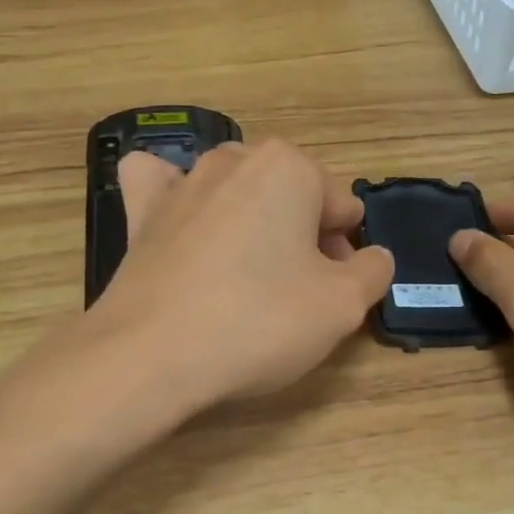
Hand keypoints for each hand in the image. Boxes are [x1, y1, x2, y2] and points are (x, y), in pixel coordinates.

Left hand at [89, 139, 393, 412]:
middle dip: (302, 238)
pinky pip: (164, 187)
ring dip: (251, 225)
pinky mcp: (139, 211)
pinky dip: (178, 200)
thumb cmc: (259, 322)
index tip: (332, 294)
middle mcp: (234, 159)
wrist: (151, 355)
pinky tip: (183, 226)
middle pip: (291, 198)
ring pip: (236, 194)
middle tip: (295, 296)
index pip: (343, 207)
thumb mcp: (343, 306)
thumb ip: (373, 272)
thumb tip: (373, 256)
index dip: (347, 253)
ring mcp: (181, 181)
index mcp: (290, 167)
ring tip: (242, 277)